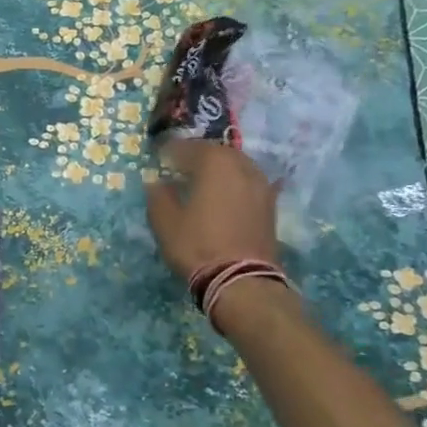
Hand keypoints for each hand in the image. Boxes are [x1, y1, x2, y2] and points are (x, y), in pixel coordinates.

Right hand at [144, 138, 278, 279]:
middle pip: (216, 153)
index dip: (170, 150)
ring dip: (218, 169)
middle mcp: (241, 166)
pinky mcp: (270, 204)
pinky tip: (226, 194)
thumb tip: (156, 182)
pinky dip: (234, 184)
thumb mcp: (165, 222)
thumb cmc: (197, 245)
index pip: (188, 147)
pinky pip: (248, 183)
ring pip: (236, 166)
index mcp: (214, 164)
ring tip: (202, 180)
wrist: (241, 279)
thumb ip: (158, 196)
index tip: (158, 156)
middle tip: (180, 166)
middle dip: (197, 156)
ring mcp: (260, 185)